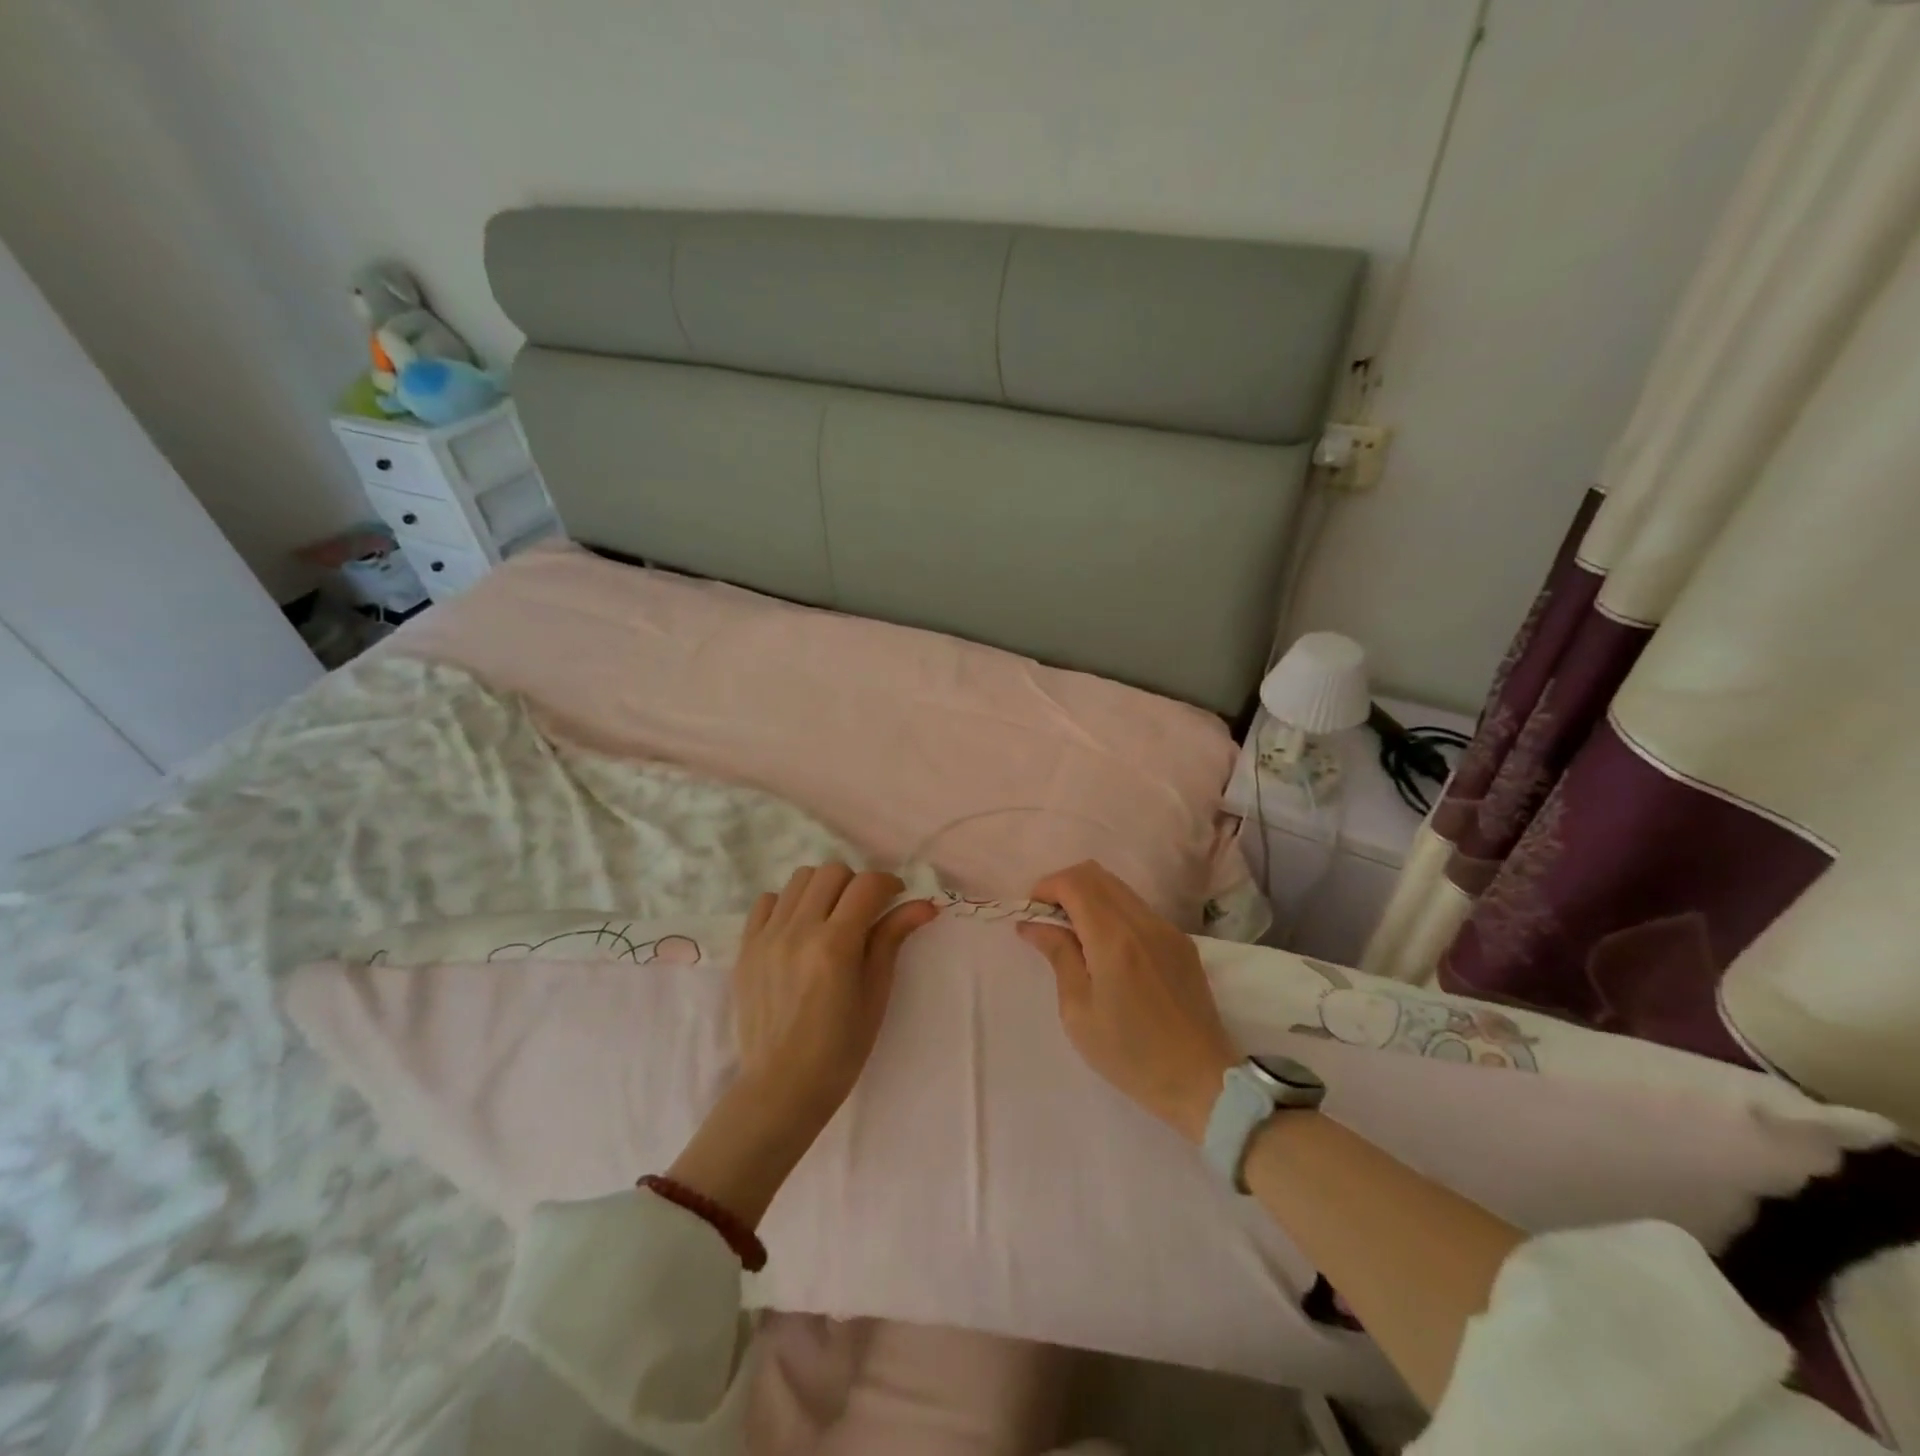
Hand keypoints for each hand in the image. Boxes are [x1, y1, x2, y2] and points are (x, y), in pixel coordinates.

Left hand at [669, 864, 934, 1228]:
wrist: (782, 1087)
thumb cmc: (841, 1048)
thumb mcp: (876, 994)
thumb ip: (893, 939)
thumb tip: (925, 904)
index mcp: (836, 945)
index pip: (867, 885)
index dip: (889, 884)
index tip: (896, 898)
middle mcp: (799, 930)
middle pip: (832, 871)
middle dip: (856, 883)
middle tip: (864, 911)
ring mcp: (767, 936)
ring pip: (800, 879)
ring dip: (823, 889)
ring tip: (830, 917)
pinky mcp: (746, 947)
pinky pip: (767, 901)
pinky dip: (788, 904)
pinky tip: (798, 929)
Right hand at [1017, 861, 1237, 1141]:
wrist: (1202, 1082)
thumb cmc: (1130, 1054)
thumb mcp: (1078, 1011)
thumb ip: (1058, 956)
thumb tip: (1033, 924)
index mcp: (1114, 939)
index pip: (1074, 882)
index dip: (1045, 888)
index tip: (1032, 916)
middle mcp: (1143, 921)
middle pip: (1095, 874)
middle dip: (1064, 888)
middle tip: (1049, 923)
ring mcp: (1167, 929)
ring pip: (1118, 888)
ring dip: (1089, 898)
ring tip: (1075, 937)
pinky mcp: (1181, 942)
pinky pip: (1138, 908)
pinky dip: (1113, 912)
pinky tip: (1107, 951)